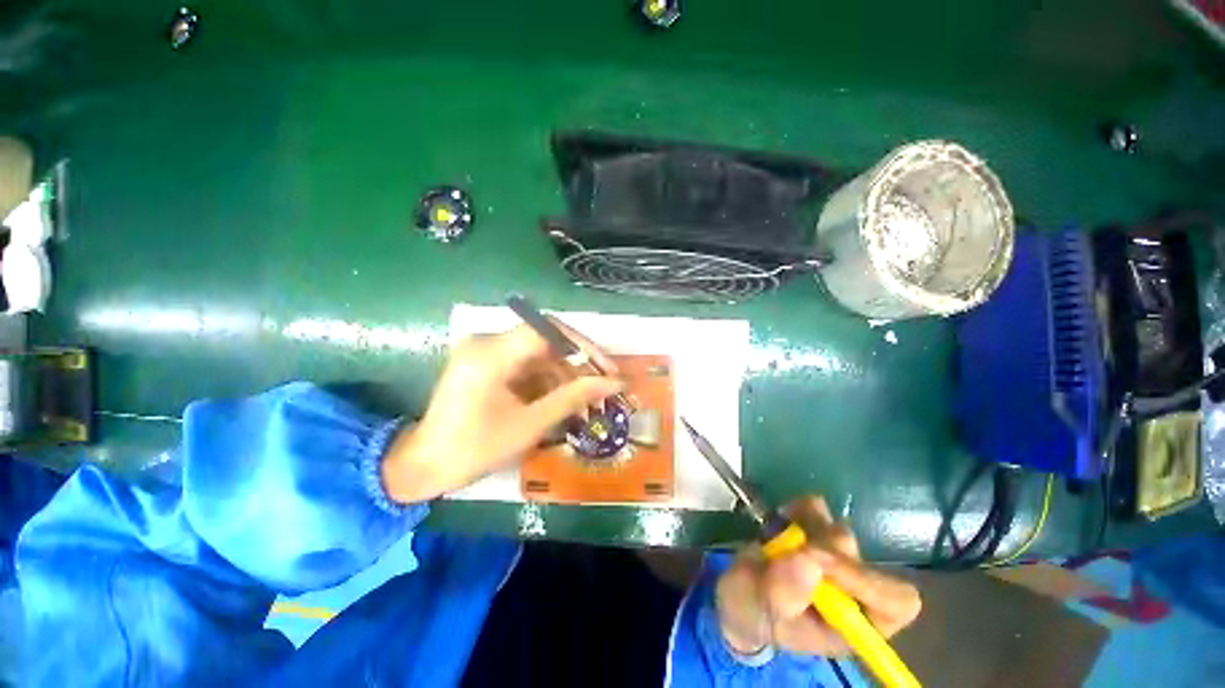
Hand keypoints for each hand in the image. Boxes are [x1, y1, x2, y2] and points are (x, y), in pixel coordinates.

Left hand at [381, 323, 623, 502]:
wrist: (423, 468)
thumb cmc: (474, 449)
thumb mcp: (529, 425)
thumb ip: (573, 398)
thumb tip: (614, 383)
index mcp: (491, 352)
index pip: (548, 331)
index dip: (583, 346)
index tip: (607, 369)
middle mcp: (487, 342)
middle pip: (546, 342)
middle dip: (577, 366)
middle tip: (603, 388)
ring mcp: (486, 352)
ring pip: (539, 355)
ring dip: (564, 376)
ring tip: (586, 402)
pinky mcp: (487, 364)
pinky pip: (526, 366)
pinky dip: (547, 382)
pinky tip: (563, 402)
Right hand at [716, 496, 920, 656]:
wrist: (739, 592)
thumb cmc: (755, 614)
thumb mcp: (762, 612)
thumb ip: (783, 593)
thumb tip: (808, 560)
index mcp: (854, 625)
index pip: (895, 603)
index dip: (866, 581)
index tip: (819, 560)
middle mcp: (854, 591)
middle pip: (863, 562)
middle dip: (823, 552)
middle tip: (790, 550)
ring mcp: (836, 558)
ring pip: (840, 531)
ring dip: (807, 530)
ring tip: (779, 540)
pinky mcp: (816, 530)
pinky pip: (818, 507)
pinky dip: (798, 509)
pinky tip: (782, 520)